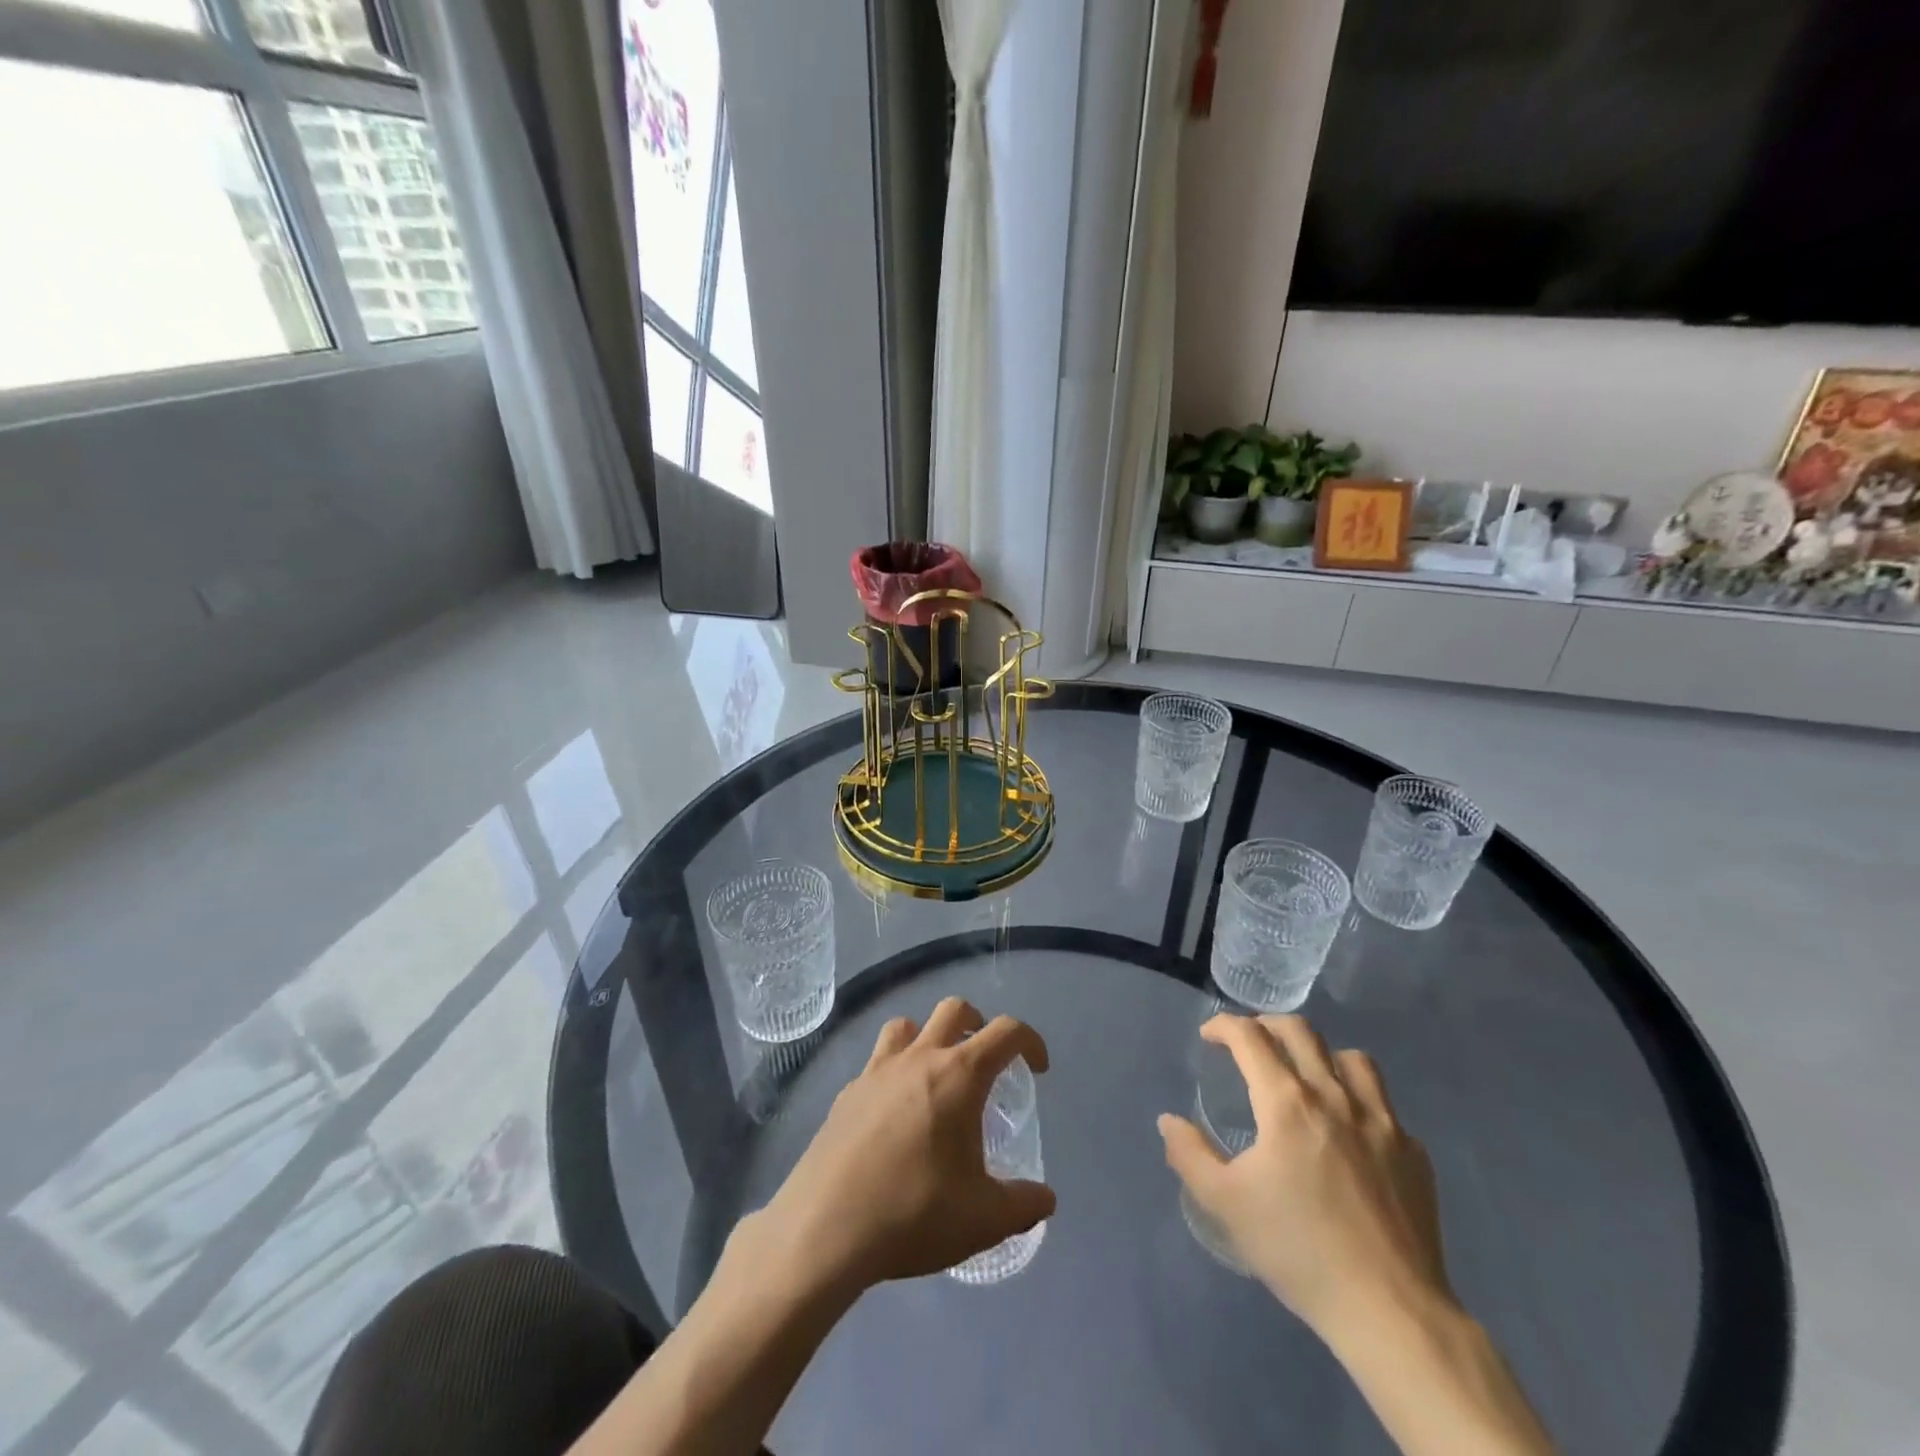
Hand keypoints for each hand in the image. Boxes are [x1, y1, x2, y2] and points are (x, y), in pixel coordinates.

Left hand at [753, 997, 1055, 1292]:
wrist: (825, 1227)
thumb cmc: (914, 1213)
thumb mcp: (983, 1220)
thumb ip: (1023, 1205)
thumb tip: (1045, 1199)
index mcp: (959, 1075)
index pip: (1005, 1032)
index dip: (1030, 1041)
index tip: (1037, 1068)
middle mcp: (919, 1058)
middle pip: (954, 1009)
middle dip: (977, 1024)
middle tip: (986, 1061)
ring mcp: (876, 1071)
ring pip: (906, 1025)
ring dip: (927, 1038)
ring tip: (935, 1076)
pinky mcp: (846, 1093)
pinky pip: (876, 1063)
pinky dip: (893, 1073)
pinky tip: (893, 1116)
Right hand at [1159, 1014, 1450, 1344]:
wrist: (1390, 1310)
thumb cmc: (1299, 1251)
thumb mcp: (1226, 1204)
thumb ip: (1190, 1154)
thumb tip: (1169, 1121)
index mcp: (1287, 1103)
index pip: (1250, 1037)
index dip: (1224, 1026)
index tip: (1209, 1036)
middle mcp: (1335, 1097)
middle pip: (1300, 1031)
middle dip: (1267, 1024)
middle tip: (1250, 1041)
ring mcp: (1382, 1122)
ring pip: (1351, 1058)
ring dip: (1321, 1054)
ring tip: (1306, 1074)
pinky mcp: (1413, 1152)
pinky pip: (1384, 1105)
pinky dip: (1359, 1100)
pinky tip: (1351, 1131)